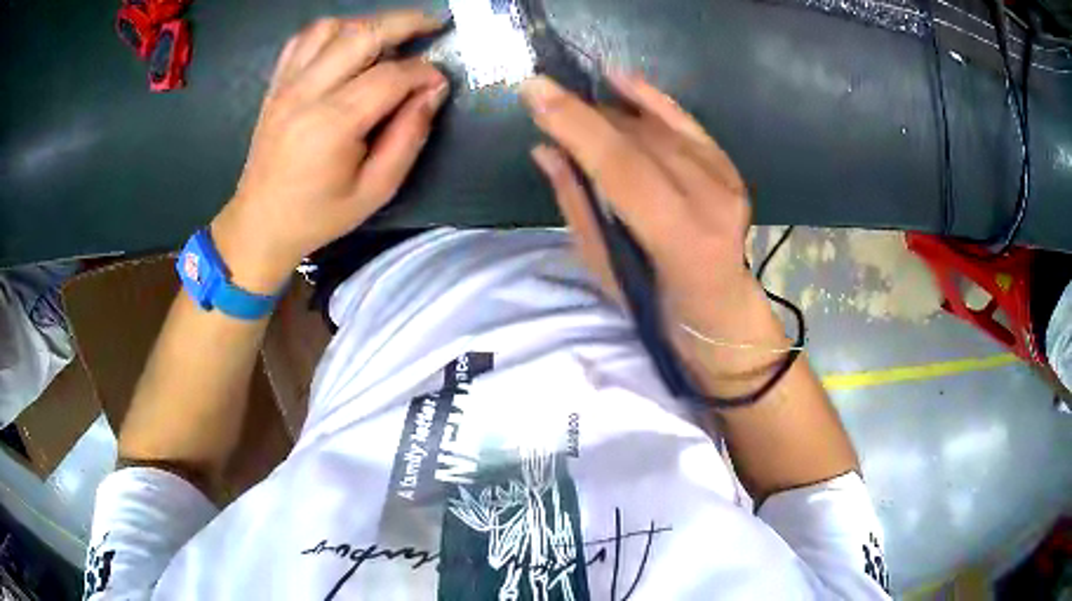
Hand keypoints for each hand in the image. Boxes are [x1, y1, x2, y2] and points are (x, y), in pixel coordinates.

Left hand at [212, 11, 450, 293]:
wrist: (260, 224)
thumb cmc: (319, 215)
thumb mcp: (376, 190)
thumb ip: (409, 137)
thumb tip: (433, 91)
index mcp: (331, 125)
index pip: (390, 76)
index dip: (424, 72)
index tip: (439, 82)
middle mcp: (305, 94)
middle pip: (361, 35)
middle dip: (405, 23)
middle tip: (433, 25)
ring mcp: (286, 85)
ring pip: (331, 28)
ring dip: (367, 24)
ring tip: (390, 37)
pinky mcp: (276, 85)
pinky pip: (303, 39)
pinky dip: (332, 31)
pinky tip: (348, 43)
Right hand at [520, 74, 788, 391]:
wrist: (720, 311)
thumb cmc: (658, 306)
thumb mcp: (606, 267)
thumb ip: (578, 204)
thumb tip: (546, 149)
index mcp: (680, 237)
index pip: (621, 165)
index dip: (575, 124)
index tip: (533, 89)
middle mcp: (710, 200)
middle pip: (639, 138)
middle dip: (583, 110)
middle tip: (543, 93)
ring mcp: (726, 180)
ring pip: (659, 127)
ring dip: (609, 109)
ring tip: (573, 100)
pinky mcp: (729, 168)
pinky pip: (685, 122)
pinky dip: (652, 99)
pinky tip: (620, 80)